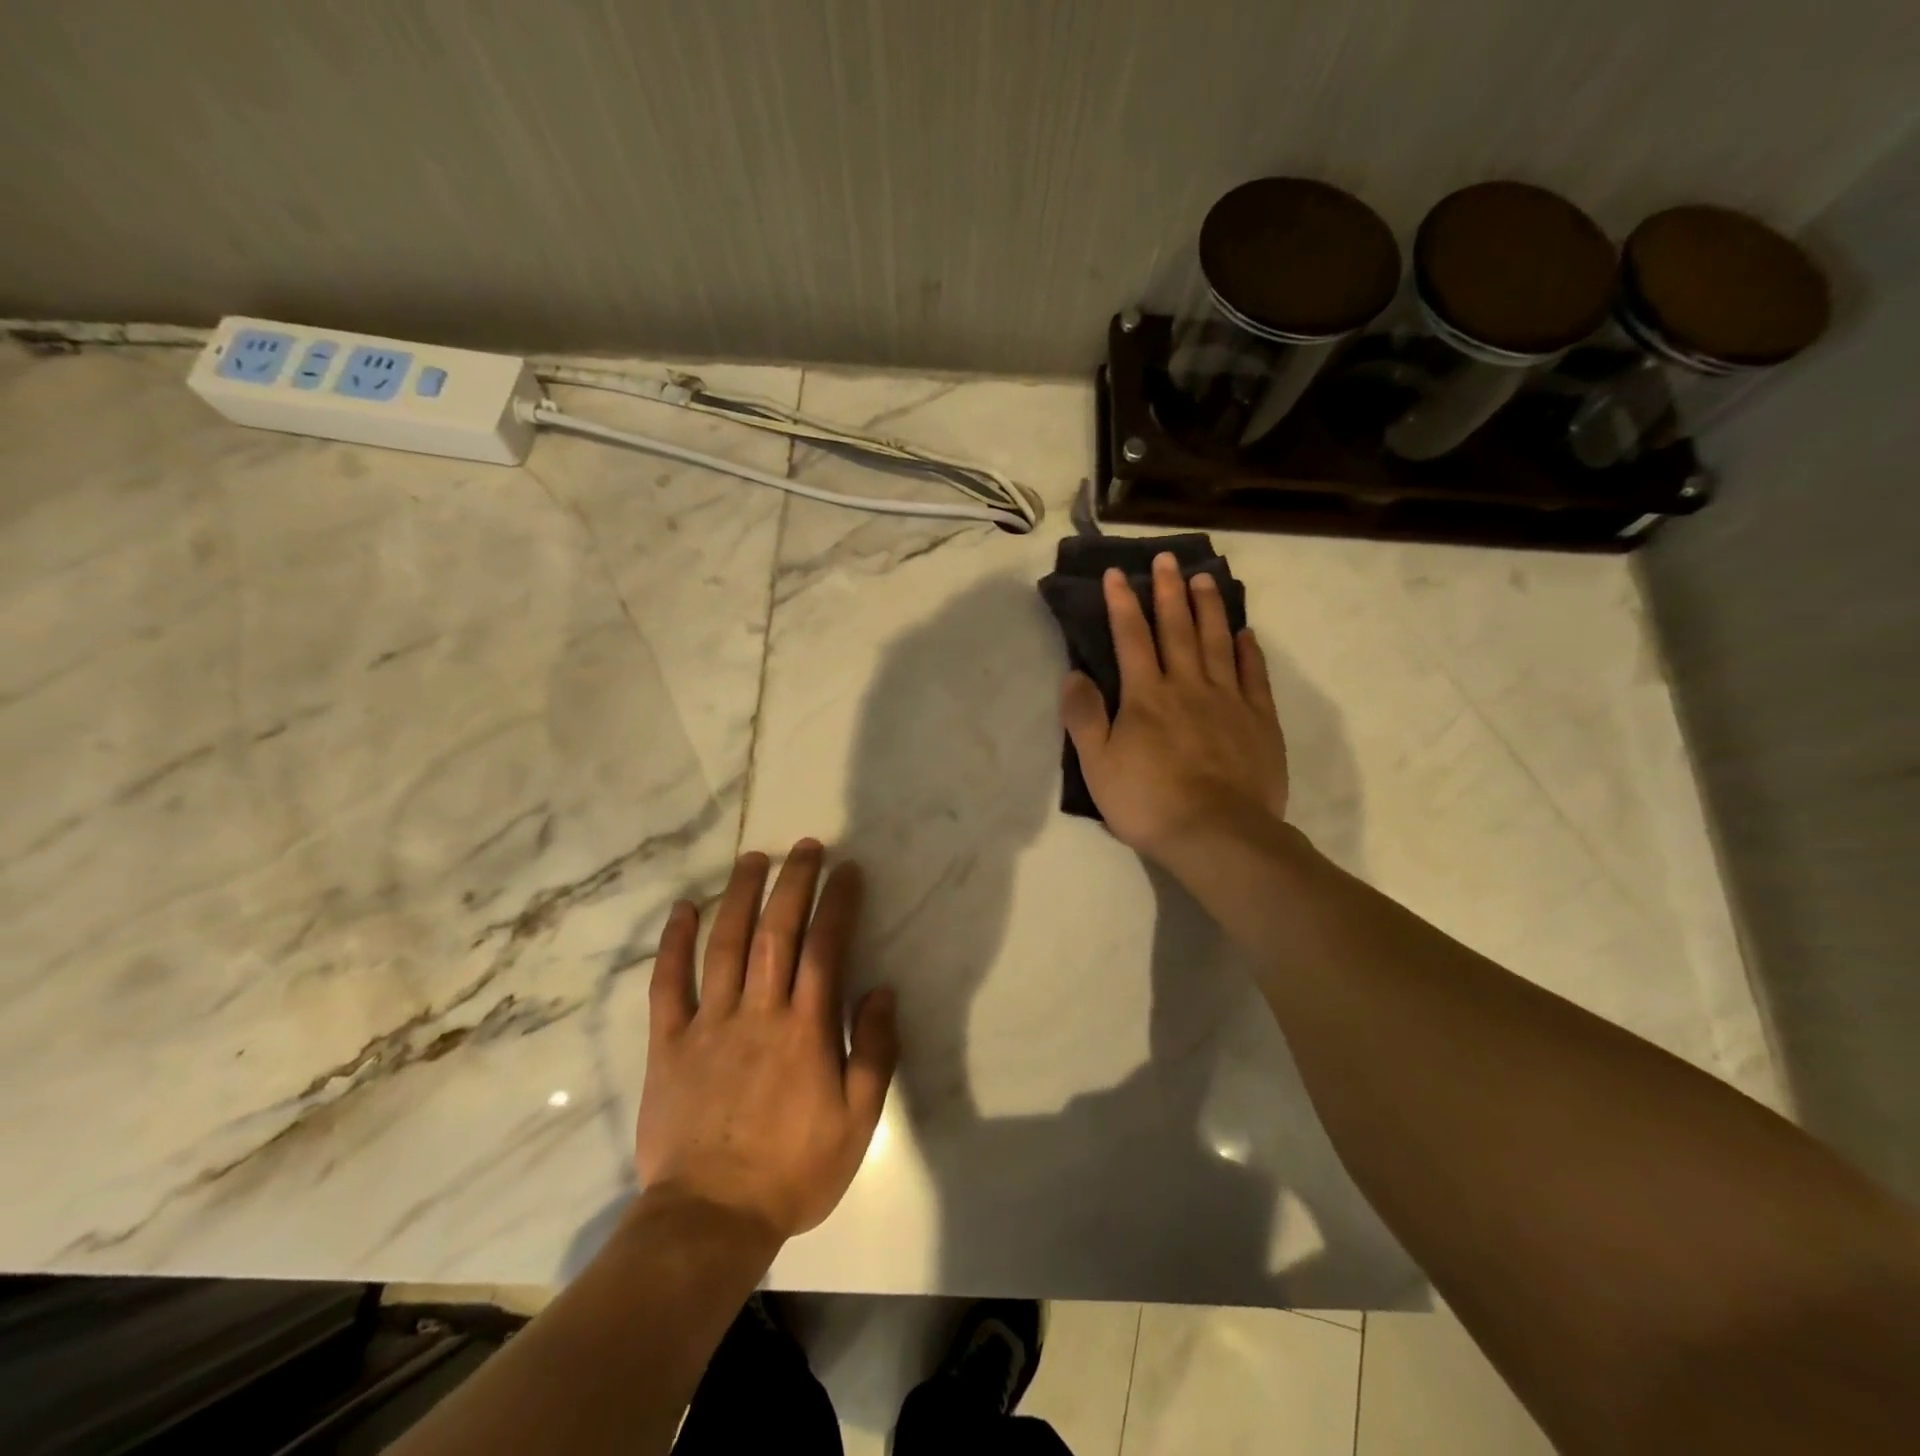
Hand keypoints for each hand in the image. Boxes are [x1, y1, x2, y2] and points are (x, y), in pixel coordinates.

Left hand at [635, 841, 898, 1243]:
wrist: (710, 1220)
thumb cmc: (793, 1170)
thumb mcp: (858, 1121)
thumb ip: (875, 1051)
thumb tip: (883, 990)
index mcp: (806, 1029)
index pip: (826, 946)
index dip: (838, 902)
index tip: (847, 870)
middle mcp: (758, 1011)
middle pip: (776, 931)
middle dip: (794, 882)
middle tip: (806, 846)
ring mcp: (709, 1023)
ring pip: (725, 944)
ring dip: (740, 895)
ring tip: (754, 858)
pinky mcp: (669, 1043)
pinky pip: (668, 983)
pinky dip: (675, 943)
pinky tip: (684, 909)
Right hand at [1061, 552, 1288, 868]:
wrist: (1218, 835)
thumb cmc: (1149, 802)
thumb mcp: (1098, 766)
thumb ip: (1084, 717)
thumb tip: (1074, 673)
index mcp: (1146, 696)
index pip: (1130, 638)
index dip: (1122, 603)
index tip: (1117, 573)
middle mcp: (1188, 686)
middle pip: (1177, 629)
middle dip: (1168, 591)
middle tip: (1167, 558)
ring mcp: (1228, 700)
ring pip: (1217, 642)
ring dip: (1209, 608)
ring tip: (1204, 578)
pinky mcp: (1259, 720)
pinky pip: (1254, 675)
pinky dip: (1248, 650)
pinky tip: (1245, 633)